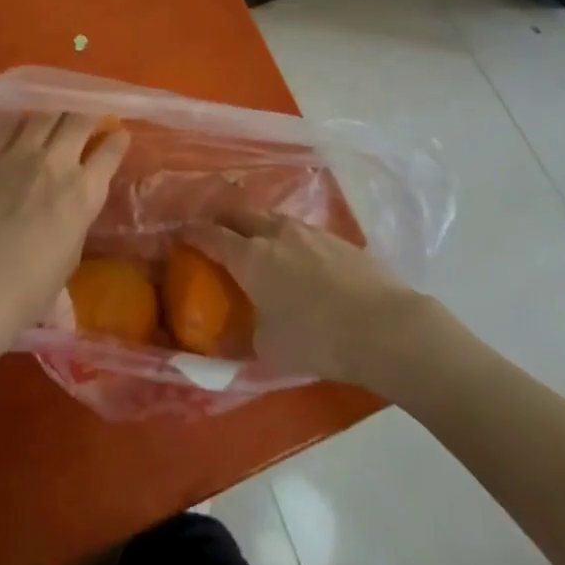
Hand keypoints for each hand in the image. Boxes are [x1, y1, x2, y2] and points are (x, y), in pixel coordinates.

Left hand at [0, 111, 129, 355]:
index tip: (118, 134)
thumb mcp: (72, 251)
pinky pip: (6, 127)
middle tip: (87, 117)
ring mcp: (17, 155)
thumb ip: (76, 215)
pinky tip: (20, 127)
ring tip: (55, 114)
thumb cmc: (30, 287)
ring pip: (43, 114)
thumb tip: (72, 199)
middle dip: (89, 114)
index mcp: (84, 191)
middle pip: (79, 119)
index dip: (117, 140)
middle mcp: (55, 163)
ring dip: (55, 113)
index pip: (110, 151)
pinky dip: (19, 124)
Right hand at [184, 211, 430, 385]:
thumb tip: (238, 331)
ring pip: (272, 219)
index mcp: (251, 258)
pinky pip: (300, 231)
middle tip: (215, 234)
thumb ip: (246, 335)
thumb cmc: (318, 339)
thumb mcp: (269, 349)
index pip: (211, 236)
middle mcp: (277, 234)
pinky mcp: (338, 239)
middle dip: (223, 221)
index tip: (180, 234)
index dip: (192, 233)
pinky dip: (287, 239)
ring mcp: (310, 232)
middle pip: (241, 215)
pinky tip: (296, 258)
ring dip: (257, 227)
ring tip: (256, 243)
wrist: (385, 327)